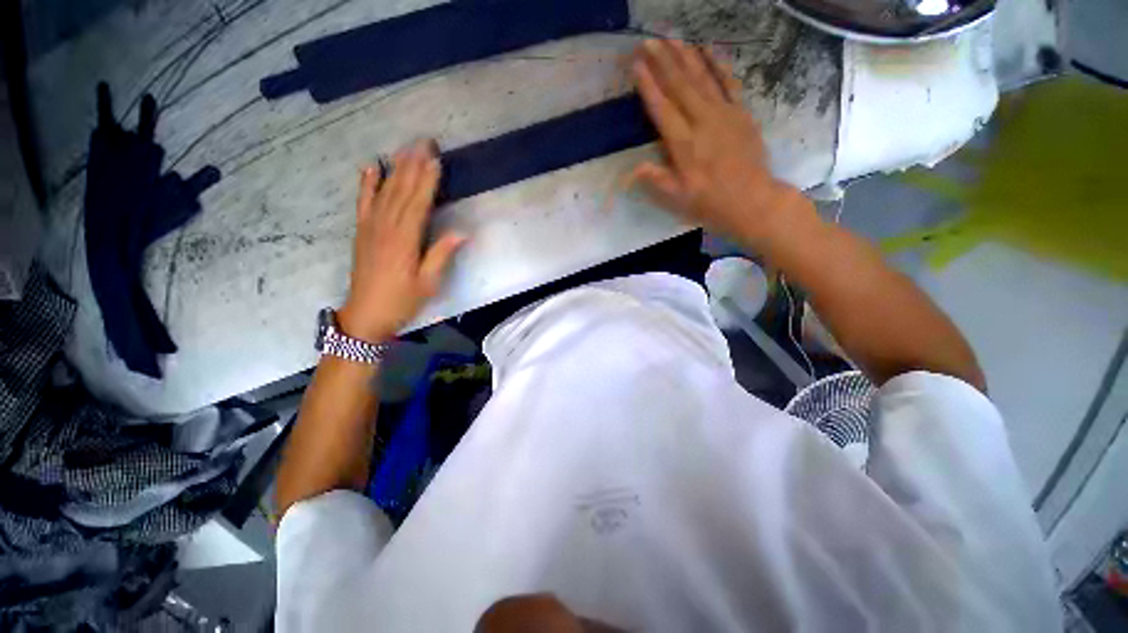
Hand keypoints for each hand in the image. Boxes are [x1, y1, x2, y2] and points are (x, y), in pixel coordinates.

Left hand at [338, 141, 465, 342]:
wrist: (366, 315)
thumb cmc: (402, 301)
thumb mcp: (428, 283)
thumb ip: (441, 255)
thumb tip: (462, 233)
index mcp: (405, 241)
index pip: (418, 203)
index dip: (427, 181)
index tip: (436, 160)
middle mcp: (386, 228)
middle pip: (401, 191)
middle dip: (413, 165)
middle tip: (423, 142)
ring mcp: (371, 228)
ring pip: (384, 192)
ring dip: (395, 168)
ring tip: (405, 148)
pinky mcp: (362, 232)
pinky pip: (363, 203)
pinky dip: (367, 184)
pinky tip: (371, 167)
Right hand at [630, 40, 814, 250]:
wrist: (753, 200)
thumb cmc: (710, 202)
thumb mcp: (678, 198)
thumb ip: (657, 179)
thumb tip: (633, 168)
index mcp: (684, 145)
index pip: (662, 109)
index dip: (648, 86)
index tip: (636, 65)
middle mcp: (702, 122)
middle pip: (680, 86)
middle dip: (663, 62)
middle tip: (648, 41)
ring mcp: (724, 114)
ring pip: (702, 78)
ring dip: (685, 57)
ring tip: (672, 38)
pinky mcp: (741, 113)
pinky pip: (729, 82)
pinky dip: (718, 64)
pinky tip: (708, 50)